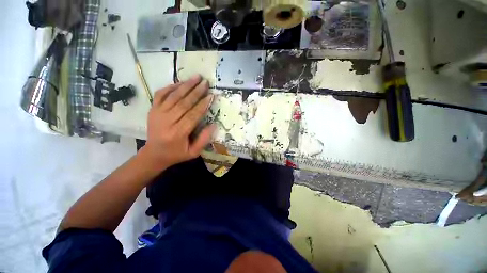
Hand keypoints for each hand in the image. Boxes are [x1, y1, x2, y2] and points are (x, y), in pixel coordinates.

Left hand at [140, 75, 214, 170]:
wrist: (154, 154)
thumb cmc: (176, 154)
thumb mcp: (193, 152)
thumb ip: (204, 139)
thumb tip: (214, 125)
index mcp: (178, 133)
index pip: (192, 115)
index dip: (202, 105)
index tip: (211, 95)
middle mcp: (166, 122)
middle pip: (183, 103)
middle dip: (196, 91)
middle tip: (205, 82)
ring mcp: (157, 114)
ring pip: (173, 96)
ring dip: (185, 85)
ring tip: (196, 77)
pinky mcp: (152, 110)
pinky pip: (160, 94)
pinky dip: (170, 87)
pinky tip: (181, 82)